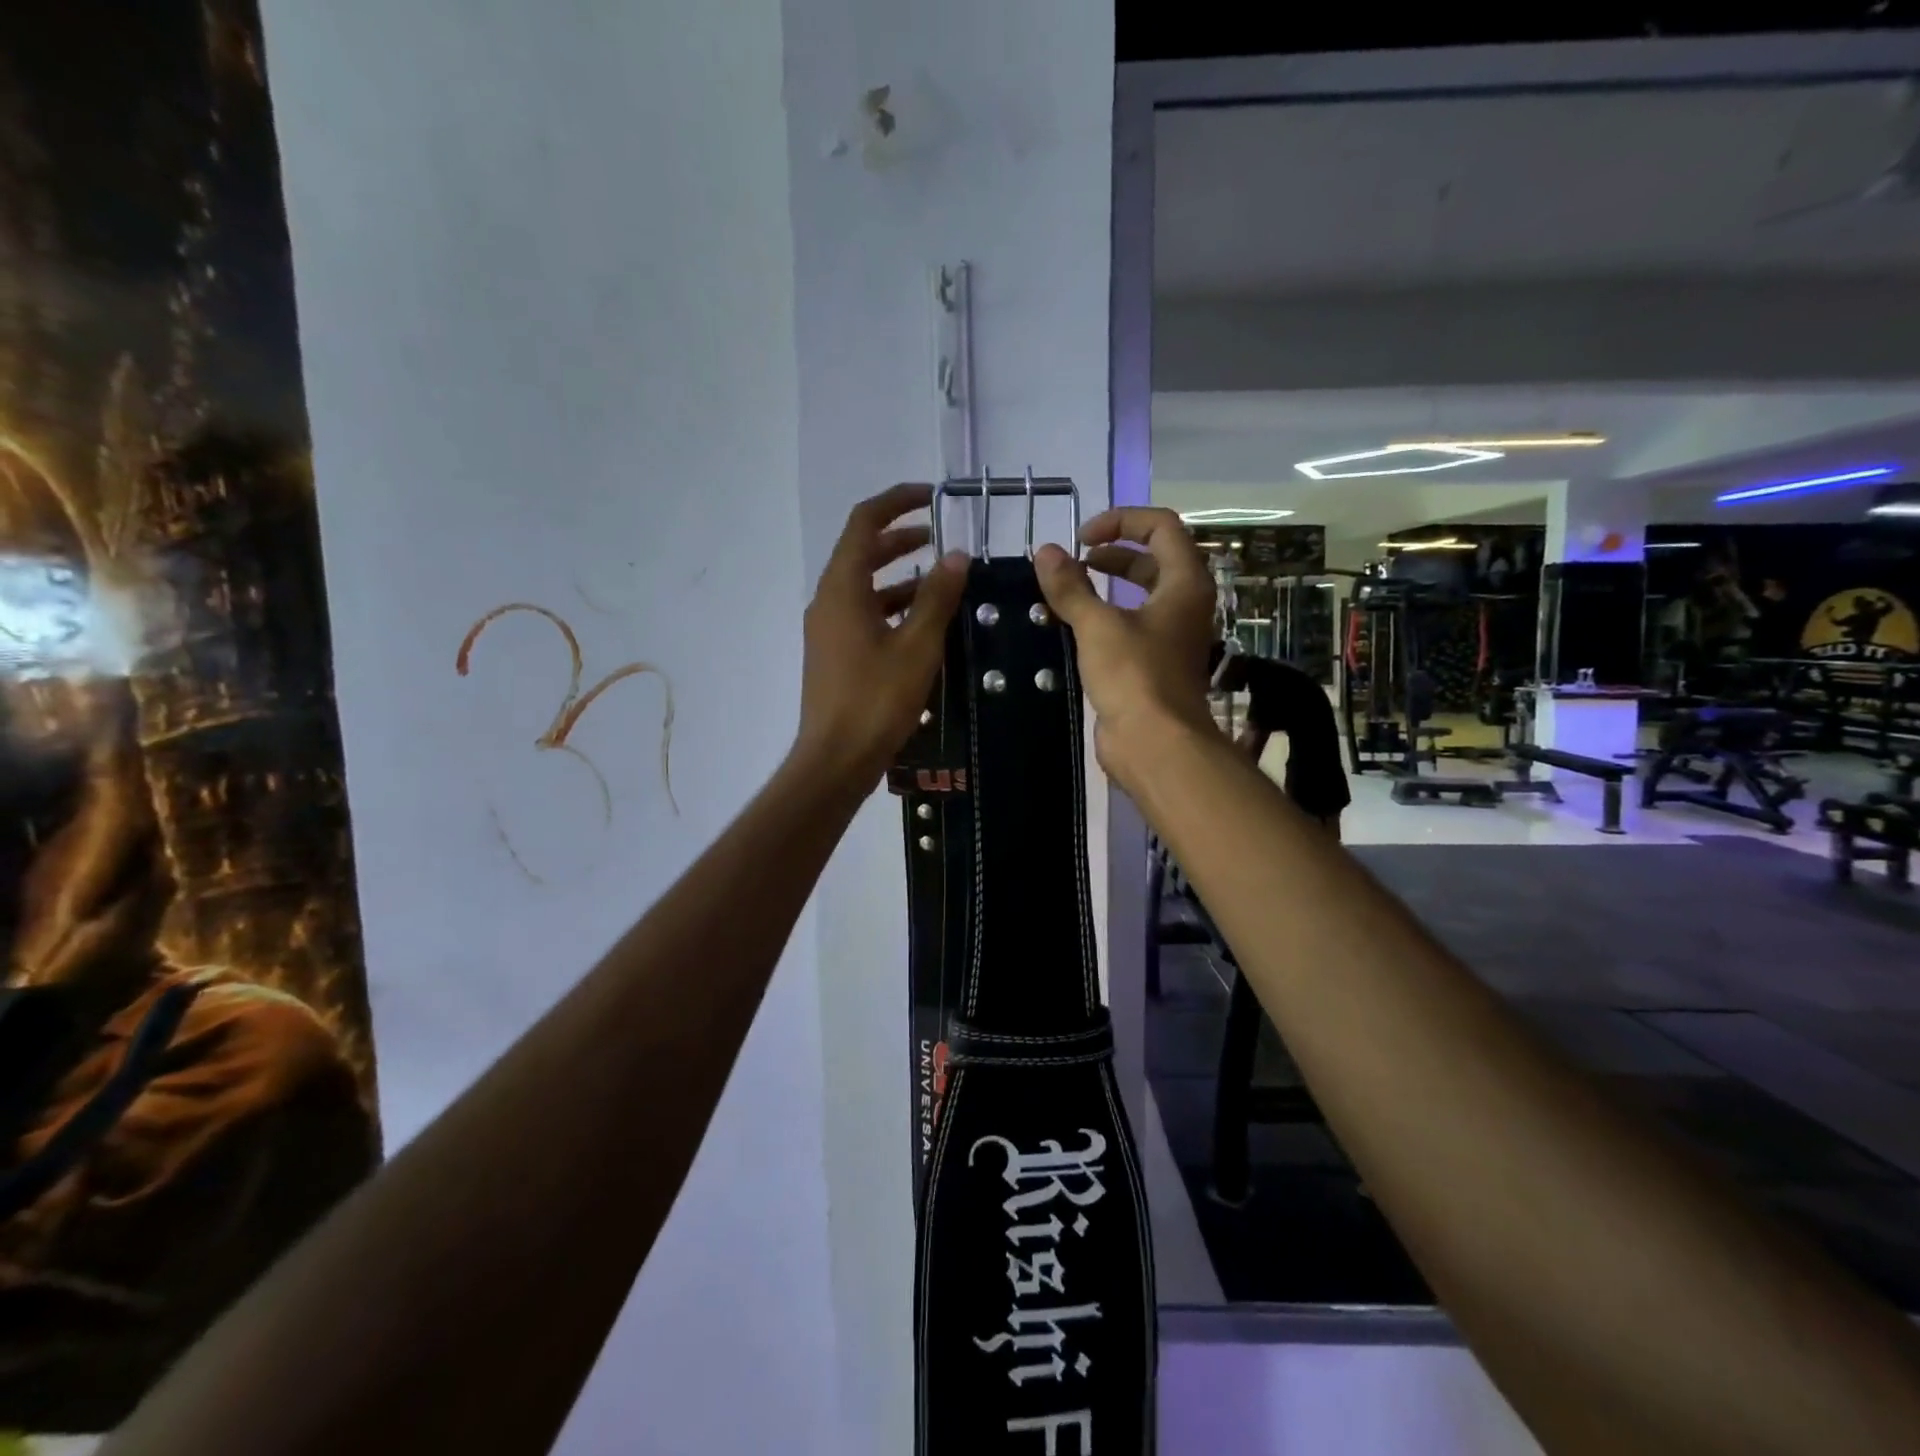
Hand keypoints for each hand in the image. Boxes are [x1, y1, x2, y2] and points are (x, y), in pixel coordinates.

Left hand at [794, 483, 968, 787]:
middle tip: (940, 538)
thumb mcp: (917, 646)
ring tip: (940, 581)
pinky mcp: (833, 654)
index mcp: (842, 588)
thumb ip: (937, 597)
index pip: (864, 522)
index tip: (933, 498)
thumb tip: (956, 555)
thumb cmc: (876, 699)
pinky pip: (862, 614)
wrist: (836, 759)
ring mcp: (827, 629)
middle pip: (861, 551)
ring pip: (863, 586)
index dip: (897, 502)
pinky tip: (921, 623)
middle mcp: (828, 600)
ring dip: (898, 575)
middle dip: (900, 538)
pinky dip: (891, 606)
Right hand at [1032, 507, 1214, 785]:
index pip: (1162, 526)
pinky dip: (1105, 617)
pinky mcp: (1154, 663)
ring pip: (1142, 594)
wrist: (1155, 744)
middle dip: (1113, 553)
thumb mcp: (1097, 626)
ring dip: (1107, 585)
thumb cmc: (1134, 676)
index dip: (1121, 520)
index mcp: (1185, 583)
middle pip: (1154, 558)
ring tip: (1068, 590)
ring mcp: (1171, 636)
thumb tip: (1045, 552)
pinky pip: (1131, 625)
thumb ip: (1070, 587)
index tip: (1083, 538)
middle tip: (1075, 562)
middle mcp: (1185, 604)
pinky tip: (1073, 626)